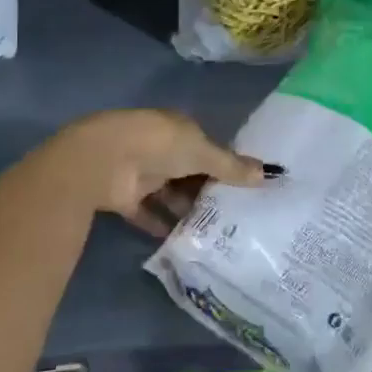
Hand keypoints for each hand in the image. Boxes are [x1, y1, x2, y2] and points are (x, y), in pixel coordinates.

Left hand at [50, 109, 273, 237]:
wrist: (103, 160)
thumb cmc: (158, 145)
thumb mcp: (201, 152)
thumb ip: (231, 166)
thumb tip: (269, 174)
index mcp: (178, 129)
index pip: (206, 148)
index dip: (223, 166)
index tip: (243, 189)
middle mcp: (160, 149)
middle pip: (188, 172)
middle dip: (206, 191)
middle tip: (232, 216)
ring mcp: (141, 172)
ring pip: (169, 193)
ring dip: (185, 209)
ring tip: (212, 233)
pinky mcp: (124, 197)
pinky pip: (147, 213)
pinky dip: (161, 225)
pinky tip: (181, 241)